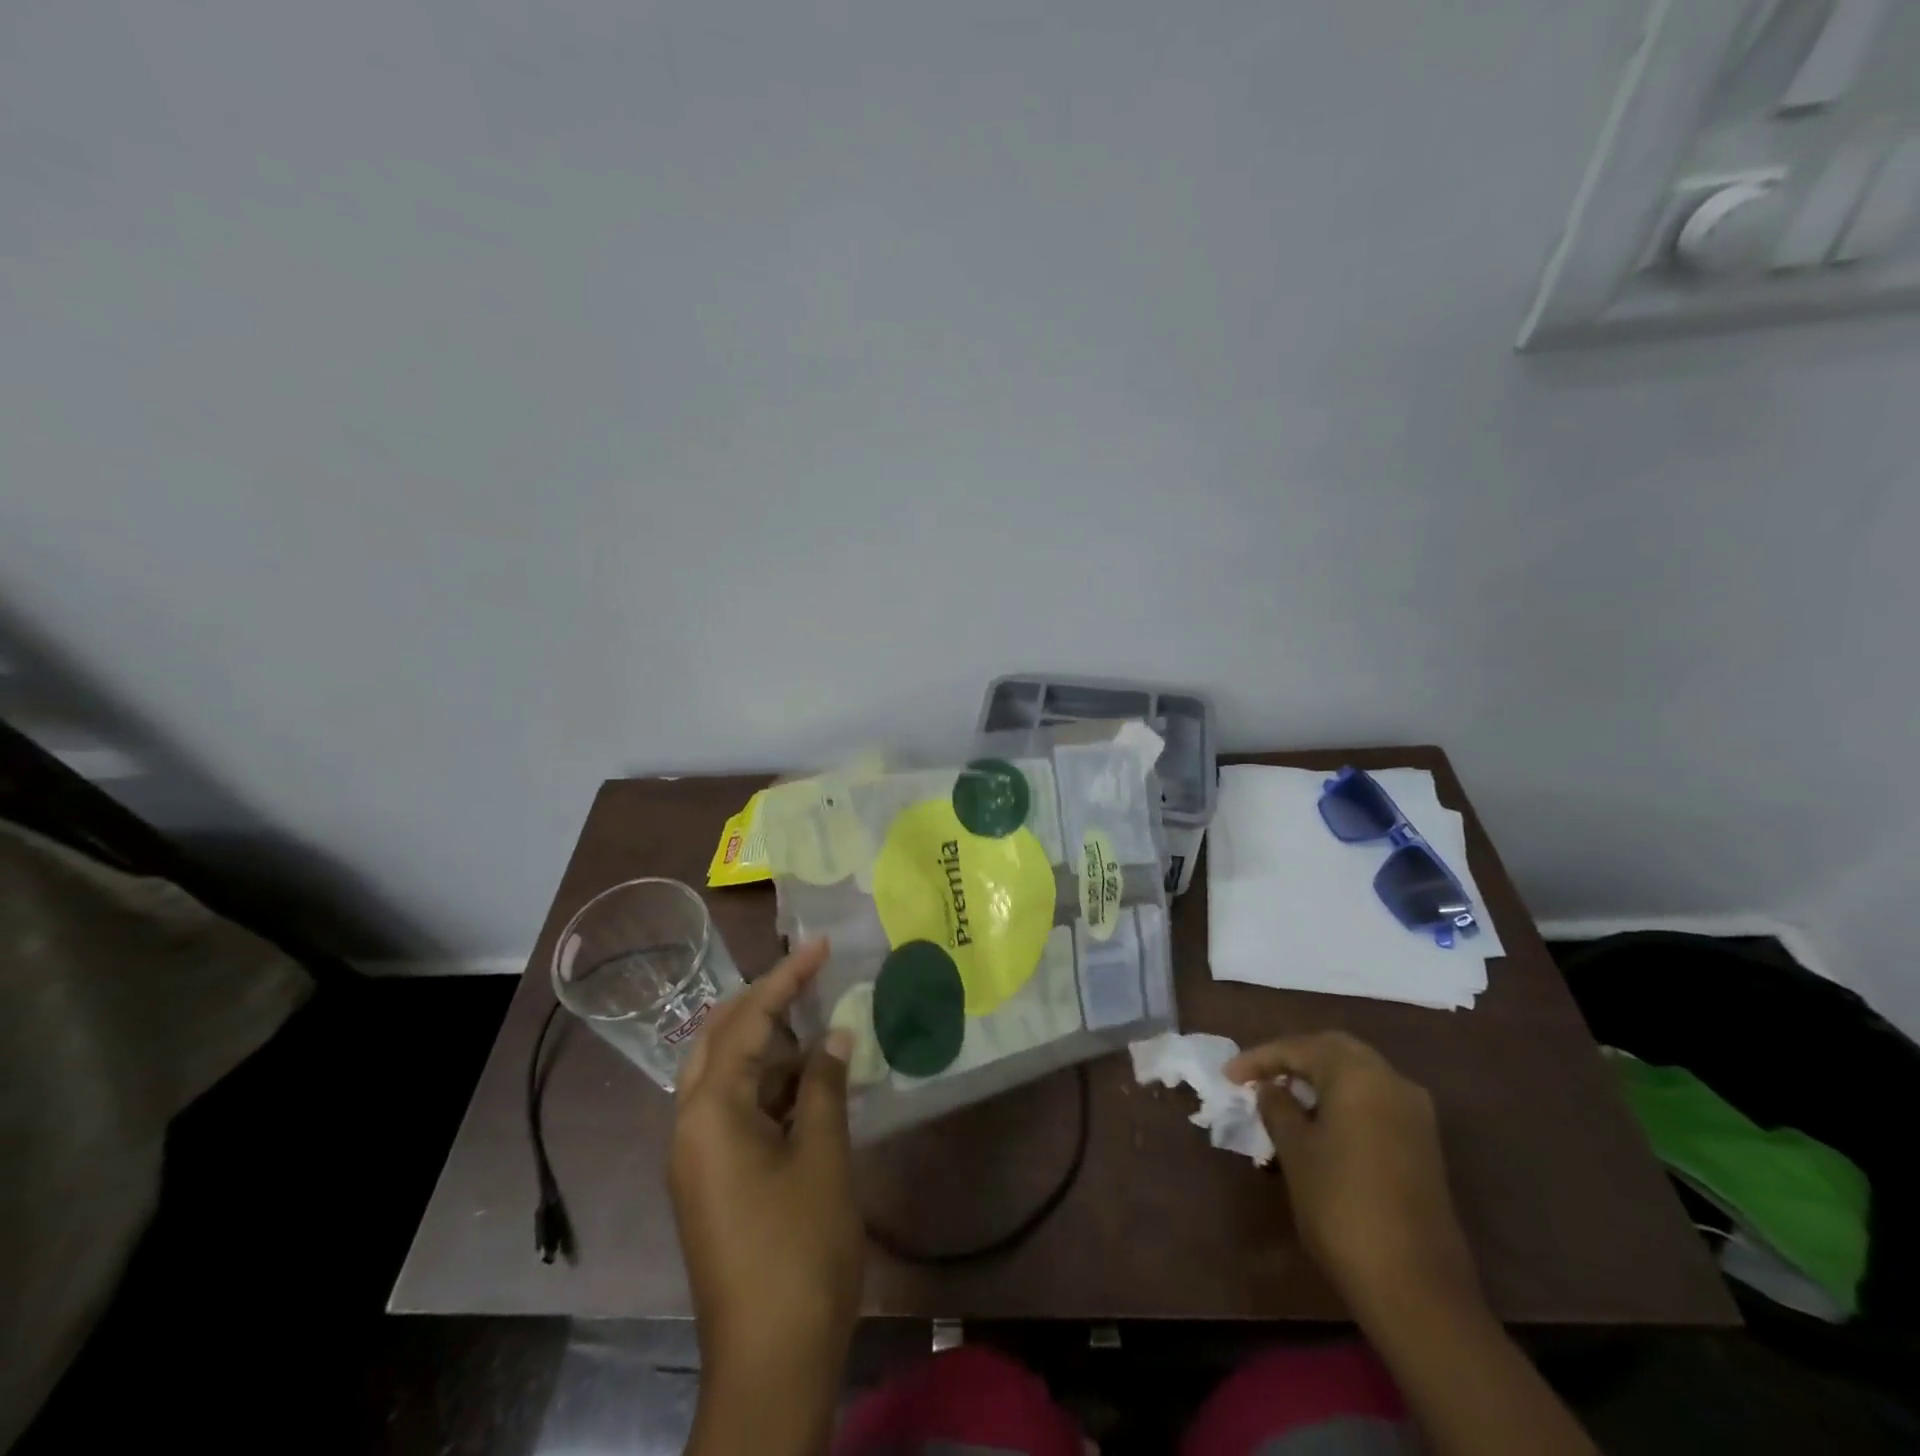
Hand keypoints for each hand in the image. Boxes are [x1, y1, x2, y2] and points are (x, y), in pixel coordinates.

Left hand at [670, 938, 861, 1450]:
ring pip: (728, 1078)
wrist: (770, 1363)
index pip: (748, 1021)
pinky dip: (771, 1090)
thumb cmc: (799, 1248)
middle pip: (719, 1040)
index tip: (820, 945)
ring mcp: (697, 1158)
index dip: (787, 978)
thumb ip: (825, 1083)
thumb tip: (836, 1034)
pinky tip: (811, 1088)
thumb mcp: (822, 1155)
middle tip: (809, 978)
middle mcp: (690, 1126)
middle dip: (763, 1004)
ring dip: (771, 1051)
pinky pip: (735, 1113)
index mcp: (710, 1111)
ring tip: (822, 1032)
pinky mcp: (712, 1184)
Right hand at [1226, 1031, 1479, 1323]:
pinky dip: (1343, 1098)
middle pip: (1334, 1050)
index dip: (1259, 1058)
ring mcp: (1414, 1113)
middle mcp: (1391, 1081)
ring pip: (1358, 1074)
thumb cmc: (1341, 1206)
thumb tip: (1270, 1088)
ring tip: (1284, 1096)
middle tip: (1258, 1076)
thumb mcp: (1295, 1151)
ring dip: (1320, 1077)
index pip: (1299, 1048)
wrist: (1416, 1287)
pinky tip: (1319, 1121)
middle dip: (1293, 1057)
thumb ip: (1278, 1108)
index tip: (1227, 1076)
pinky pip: (1374, 1100)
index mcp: (1358, 1075)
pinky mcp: (1423, 1143)